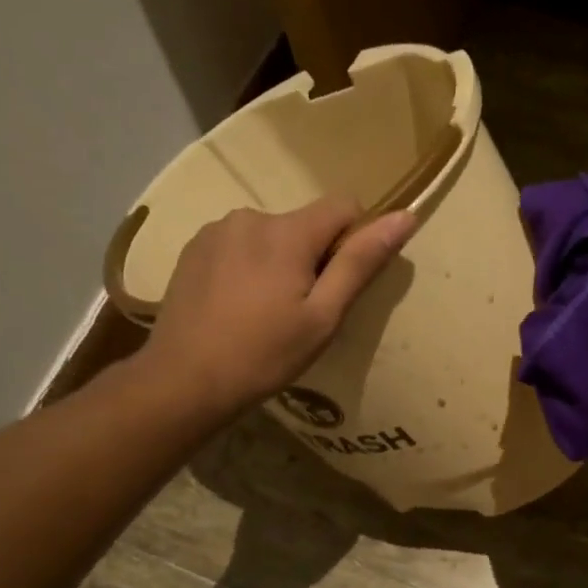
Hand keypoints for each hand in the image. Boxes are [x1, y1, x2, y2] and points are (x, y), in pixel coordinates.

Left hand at [138, 196, 414, 416]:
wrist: (183, 381)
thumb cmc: (264, 355)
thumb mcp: (323, 317)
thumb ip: (360, 263)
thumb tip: (404, 216)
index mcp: (287, 231)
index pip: (344, 206)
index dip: (354, 240)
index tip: (340, 284)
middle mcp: (251, 216)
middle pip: (305, 224)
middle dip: (313, 257)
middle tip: (301, 312)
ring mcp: (216, 231)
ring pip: (271, 236)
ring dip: (279, 262)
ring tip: (265, 313)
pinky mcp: (193, 249)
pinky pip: (239, 246)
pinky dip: (248, 268)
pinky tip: (236, 307)